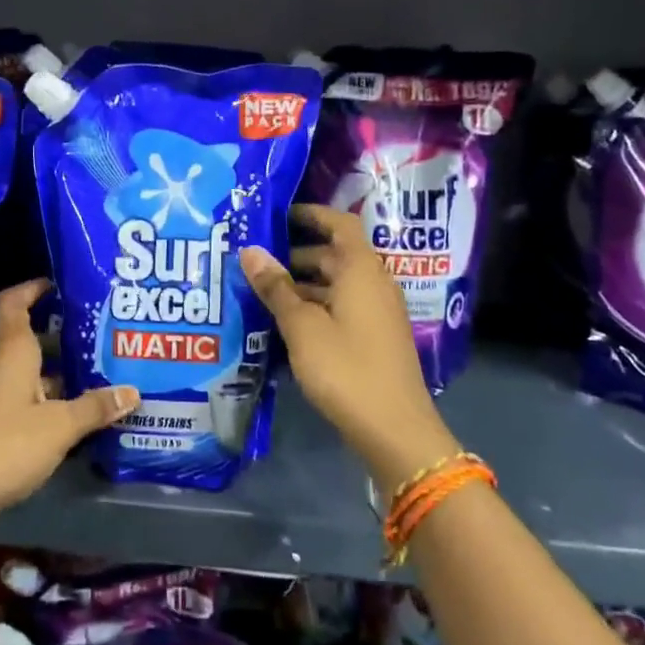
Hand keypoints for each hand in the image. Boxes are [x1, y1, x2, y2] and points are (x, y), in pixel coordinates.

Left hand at [0, 280, 137, 538]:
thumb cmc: (3, 446)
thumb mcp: (58, 428)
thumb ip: (94, 408)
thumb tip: (133, 391)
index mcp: (10, 351)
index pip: (14, 302)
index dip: (33, 288)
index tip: (58, 284)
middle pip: (26, 337)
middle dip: (60, 335)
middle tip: (97, 335)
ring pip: (25, 370)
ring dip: (55, 371)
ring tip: (94, 374)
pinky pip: (18, 396)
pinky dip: (43, 398)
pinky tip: (69, 414)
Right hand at [241, 204, 458, 491]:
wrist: (395, 430)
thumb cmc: (346, 368)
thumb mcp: (302, 326)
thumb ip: (275, 287)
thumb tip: (250, 250)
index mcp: (361, 270)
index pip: (340, 224)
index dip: (310, 214)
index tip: (277, 216)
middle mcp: (374, 284)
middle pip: (334, 255)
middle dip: (295, 254)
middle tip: (255, 260)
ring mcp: (377, 313)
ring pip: (336, 284)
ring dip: (302, 284)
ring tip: (260, 292)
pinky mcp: (374, 339)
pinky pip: (341, 308)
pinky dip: (314, 307)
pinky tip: (284, 324)